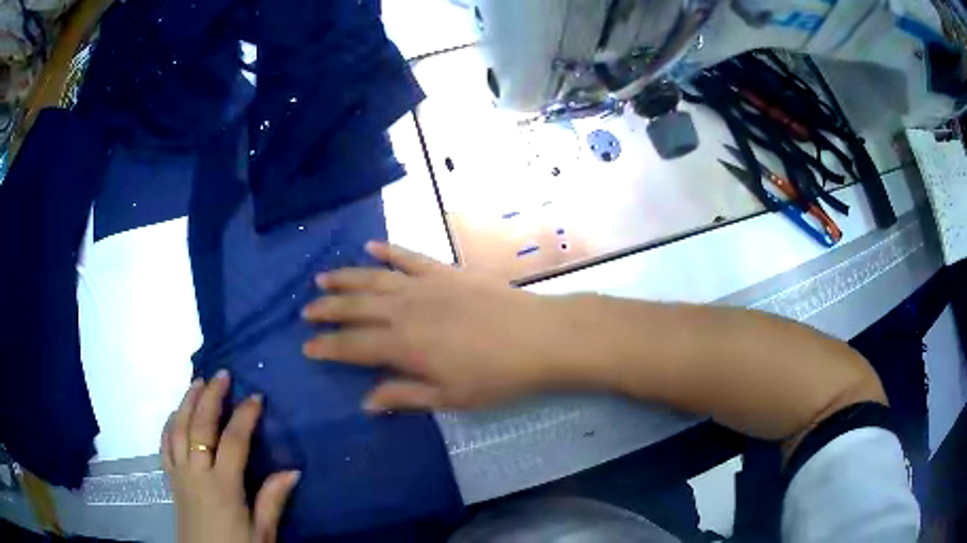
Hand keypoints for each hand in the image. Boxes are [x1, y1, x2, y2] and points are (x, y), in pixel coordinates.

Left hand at [162, 371, 299, 542]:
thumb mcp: (262, 532)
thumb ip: (273, 500)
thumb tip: (293, 471)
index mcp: (223, 486)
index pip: (233, 441)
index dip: (244, 416)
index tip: (256, 397)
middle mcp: (197, 473)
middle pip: (200, 426)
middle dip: (211, 397)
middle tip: (222, 375)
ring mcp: (180, 473)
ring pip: (178, 429)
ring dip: (187, 402)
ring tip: (197, 382)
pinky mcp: (171, 479)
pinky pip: (165, 445)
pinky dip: (169, 424)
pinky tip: (175, 413)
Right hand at [302, 242, 574, 410]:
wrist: (539, 337)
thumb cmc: (496, 376)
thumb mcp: (449, 396)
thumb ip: (404, 396)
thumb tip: (366, 401)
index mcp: (403, 345)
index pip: (352, 345)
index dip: (327, 347)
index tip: (307, 347)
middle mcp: (404, 309)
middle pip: (355, 307)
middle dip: (327, 310)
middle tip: (306, 310)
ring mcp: (424, 284)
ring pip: (373, 278)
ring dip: (345, 278)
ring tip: (322, 278)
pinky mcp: (445, 270)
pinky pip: (409, 256)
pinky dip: (388, 250)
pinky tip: (371, 246)